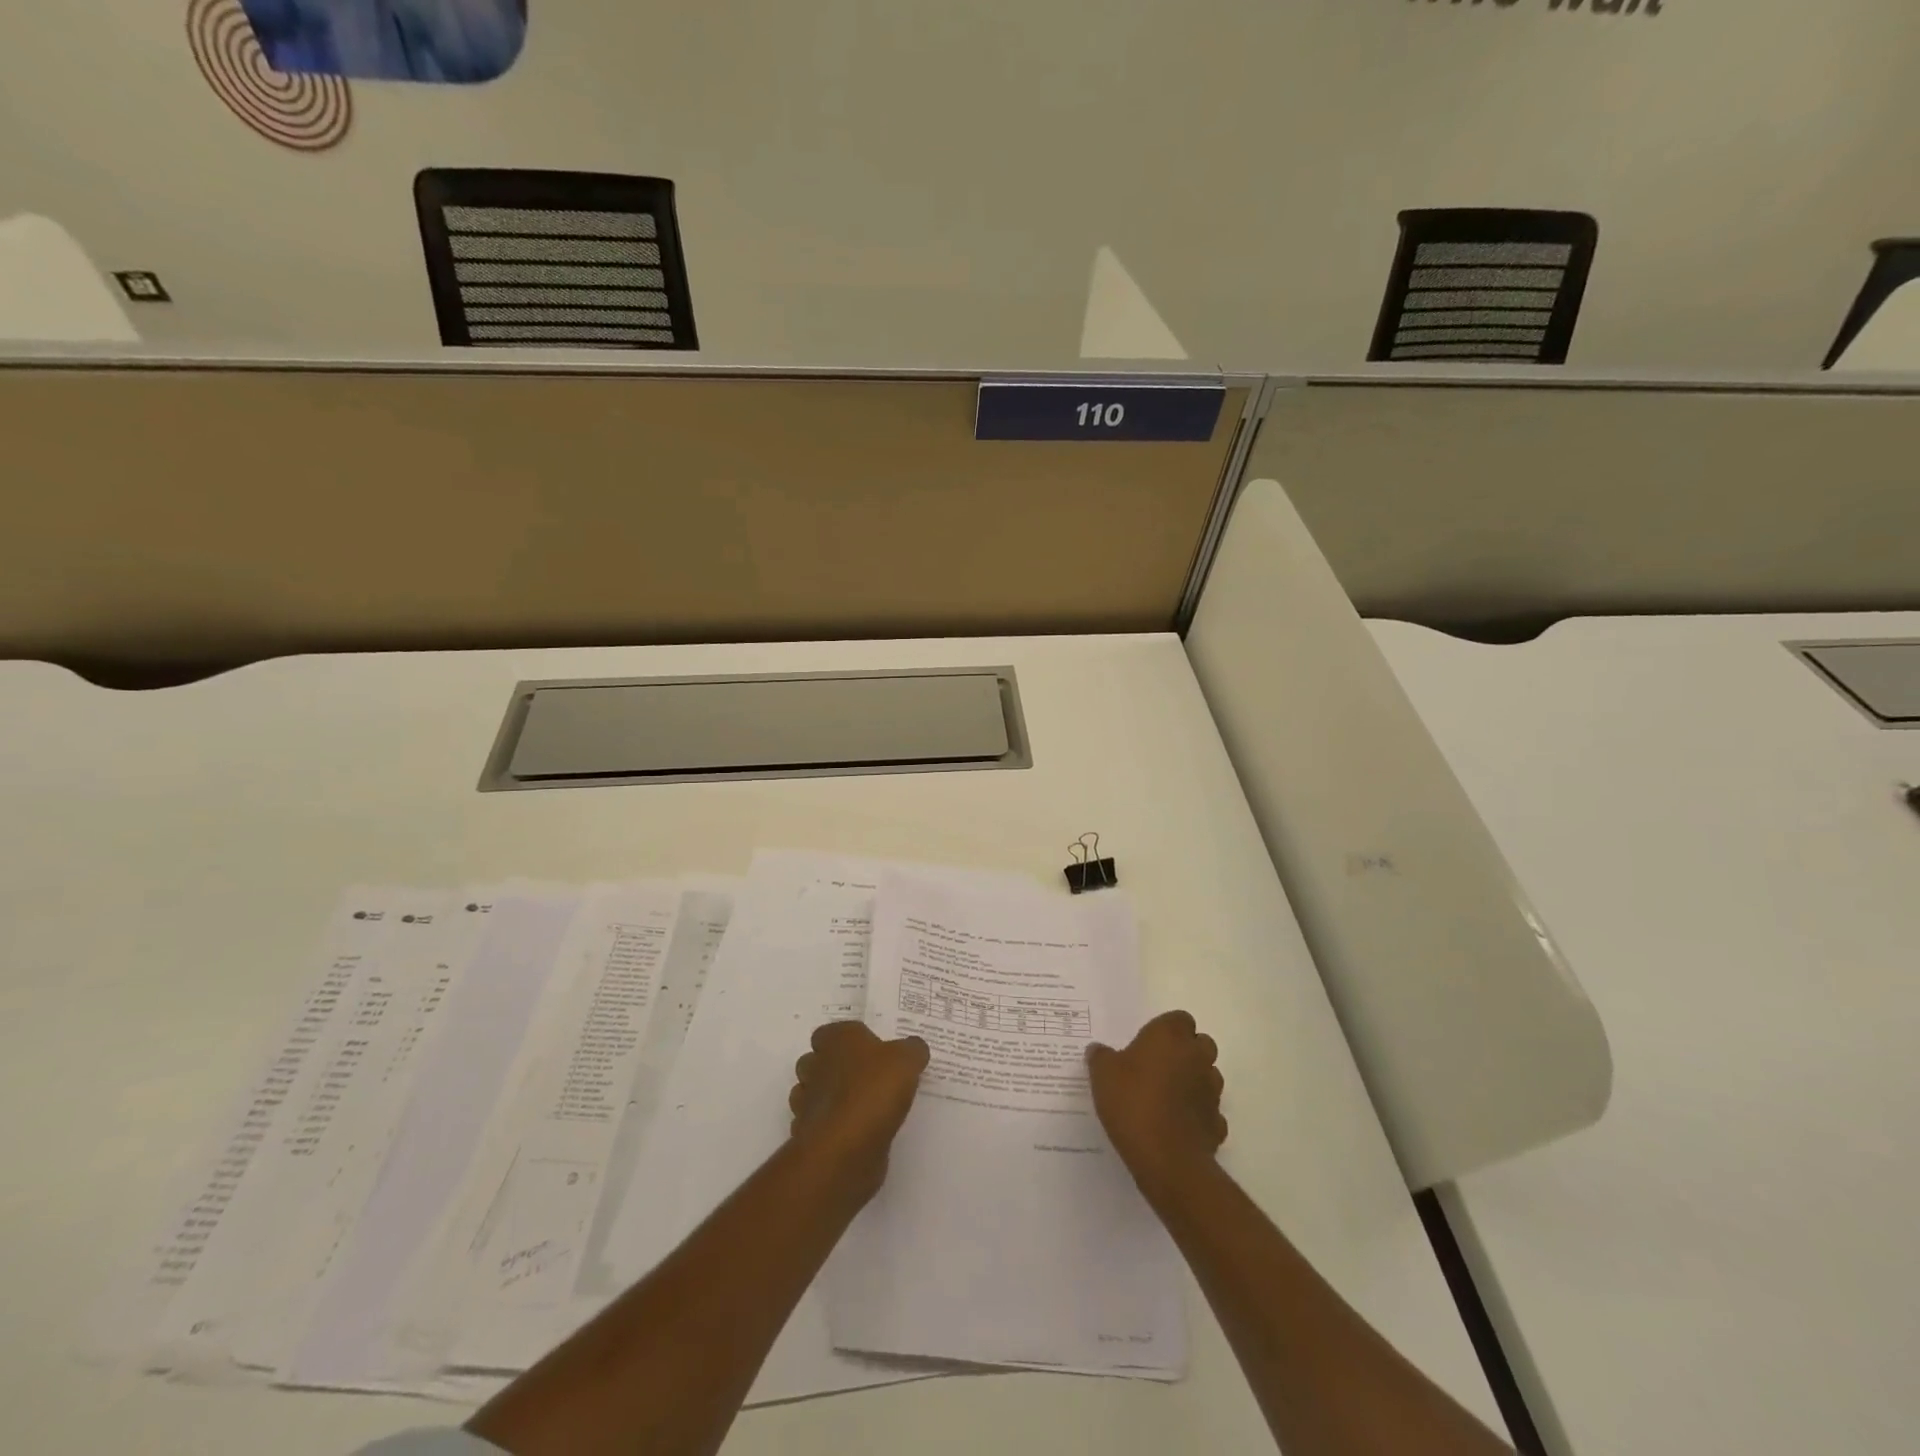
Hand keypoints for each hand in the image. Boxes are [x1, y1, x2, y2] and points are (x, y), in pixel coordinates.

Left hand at [789, 1021, 930, 1195]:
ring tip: (862, 1107)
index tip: (869, 1050)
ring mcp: (807, 1102)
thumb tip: (915, 1048)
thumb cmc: (874, 1090)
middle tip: (867, 1077)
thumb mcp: (907, 1060)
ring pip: (813, 1093)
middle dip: (834, 1067)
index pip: (830, 1032)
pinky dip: (832, 1126)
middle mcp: (815, 1066)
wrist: (846, 1147)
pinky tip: (854, 1132)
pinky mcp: (808, 1135)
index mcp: (836, 1040)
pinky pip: (818, 1125)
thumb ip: (912, 1050)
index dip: (847, 1040)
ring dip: (830, 1097)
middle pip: (817, 1061)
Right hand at [1086, 1010, 1226, 1204]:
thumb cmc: (1132, 1102)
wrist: (1166, 1158)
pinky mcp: (1217, 1123)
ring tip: (1166, 1097)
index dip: (1166, 1029)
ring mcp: (1212, 1091)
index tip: (1147, 1044)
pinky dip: (1197, 1115)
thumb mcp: (1102, 1074)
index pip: (1179, 1019)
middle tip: (1157, 1067)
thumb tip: (1098, 1050)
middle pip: (1200, 1044)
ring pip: (1208, 1076)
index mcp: (1170, 1036)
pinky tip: (1177, 1126)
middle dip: (1185, 1052)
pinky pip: (1209, 1111)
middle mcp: (1197, 1057)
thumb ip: (1101, 1057)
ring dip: (1193, 1082)